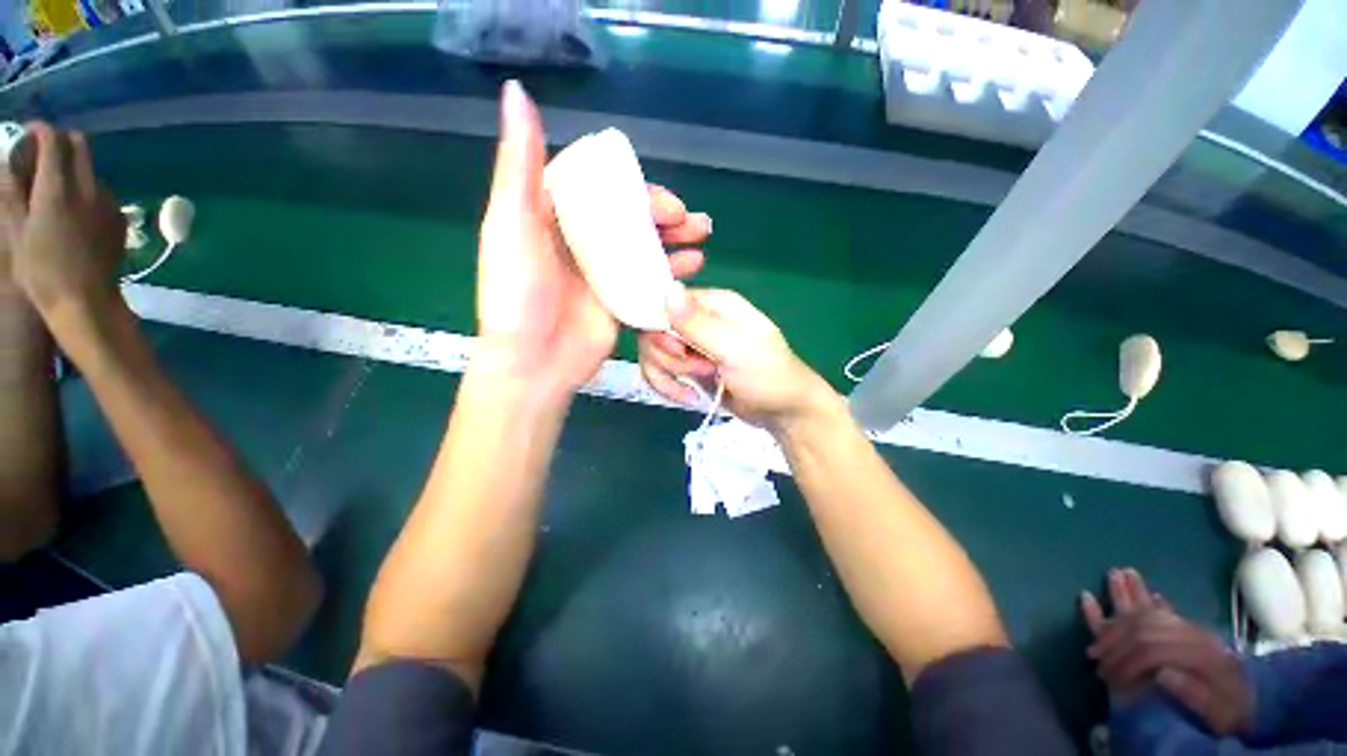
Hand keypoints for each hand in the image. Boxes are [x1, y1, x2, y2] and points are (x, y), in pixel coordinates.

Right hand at [0, 123, 124, 316]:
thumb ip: (12, 193)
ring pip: (91, 169)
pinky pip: (101, 192)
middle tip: (40, 155)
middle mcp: (87, 188)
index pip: (54, 140)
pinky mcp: (119, 218)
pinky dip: (85, 189)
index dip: (39, 130)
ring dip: (73, 167)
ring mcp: (108, 203)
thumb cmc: (42, 272)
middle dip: (60, 142)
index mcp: (57, 188)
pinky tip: (72, 209)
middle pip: (79, 146)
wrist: (87, 301)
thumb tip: (7, 162)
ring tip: (53, 186)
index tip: (27, 133)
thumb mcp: (15, 232)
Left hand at [476, 82, 708, 395]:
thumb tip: (517, 91)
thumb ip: (518, 165)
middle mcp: (579, 241)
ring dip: (674, 238)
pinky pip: (648, 278)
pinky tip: (693, 266)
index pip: (597, 186)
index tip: (659, 194)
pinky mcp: (618, 299)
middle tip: (689, 219)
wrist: (534, 363)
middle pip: (627, 216)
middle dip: (662, 213)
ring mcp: (602, 272)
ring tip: (702, 237)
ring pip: (643, 245)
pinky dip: (671, 270)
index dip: (630, 184)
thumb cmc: (518, 296)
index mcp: (551, 216)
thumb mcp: (512, 226)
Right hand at [639, 287, 830, 429]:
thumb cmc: (767, 376)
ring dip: (670, 374)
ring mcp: (691, 346)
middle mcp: (698, 320)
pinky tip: (687, 396)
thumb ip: (700, 324)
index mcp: (713, 304)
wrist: (782, 412)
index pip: (665, 302)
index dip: (662, 328)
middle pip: (654, 331)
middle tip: (702, 370)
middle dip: (670, 357)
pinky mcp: (687, 368)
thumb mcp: (736, 349)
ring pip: (653, 353)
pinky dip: (667, 386)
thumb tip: (667, 291)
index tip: (679, 351)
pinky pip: (659, 371)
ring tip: (700, 383)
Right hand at [1082, 568, 1252, 734]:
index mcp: (1201, 657)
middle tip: (1092, 628)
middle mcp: (1197, 638)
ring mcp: (1197, 634)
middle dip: (1116, 627)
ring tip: (1116, 574)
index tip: (1104, 671)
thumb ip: (1193, 693)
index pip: (1152, 649)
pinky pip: (1169, 613)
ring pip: (1157, 610)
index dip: (1124, 658)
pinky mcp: (1196, 635)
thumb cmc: (1232, 714)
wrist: (1258, 707)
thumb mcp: (1219, 713)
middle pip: (1149, 624)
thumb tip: (1161, 673)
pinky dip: (1151, 601)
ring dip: (1133, 595)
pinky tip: (1146, 592)